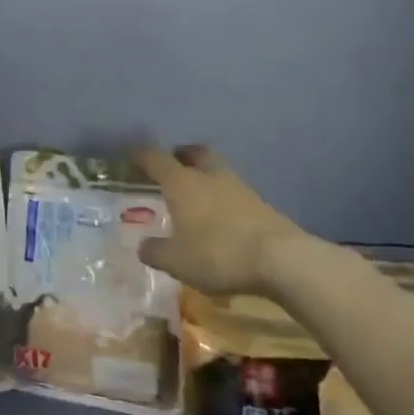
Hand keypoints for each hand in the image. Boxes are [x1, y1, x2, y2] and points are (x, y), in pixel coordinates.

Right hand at [133, 144, 304, 296]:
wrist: (281, 260)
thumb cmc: (218, 254)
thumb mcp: (176, 261)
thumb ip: (155, 251)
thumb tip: (144, 246)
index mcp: (182, 184)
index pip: (156, 159)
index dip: (141, 155)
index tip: (132, 155)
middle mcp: (210, 177)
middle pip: (196, 153)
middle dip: (182, 155)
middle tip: (172, 165)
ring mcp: (240, 189)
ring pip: (217, 172)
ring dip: (205, 178)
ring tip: (196, 197)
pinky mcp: (262, 206)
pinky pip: (235, 194)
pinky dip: (223, 199)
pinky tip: (220, 219)